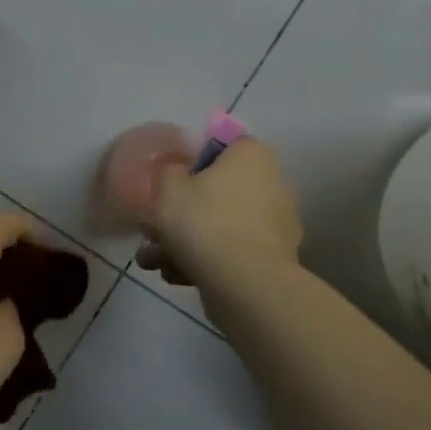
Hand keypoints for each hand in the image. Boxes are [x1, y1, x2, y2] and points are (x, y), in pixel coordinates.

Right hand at [133, 139, 303, 295]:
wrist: (245, 283)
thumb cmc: (205, 222)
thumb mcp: (168, 187)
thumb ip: (169, 170)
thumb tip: (177, 170)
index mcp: (252, 155)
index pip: (224, 146)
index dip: (194, 161)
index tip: (172, 183)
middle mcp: (273, 183)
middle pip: (220, 190)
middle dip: (185, 211)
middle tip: (154, 229)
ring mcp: (277, 223)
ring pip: (222, 224)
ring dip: (187, 241)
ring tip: (155, 261)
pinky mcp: (275, 257)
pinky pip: (233, 250)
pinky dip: (207, 260)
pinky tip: (176, 276)